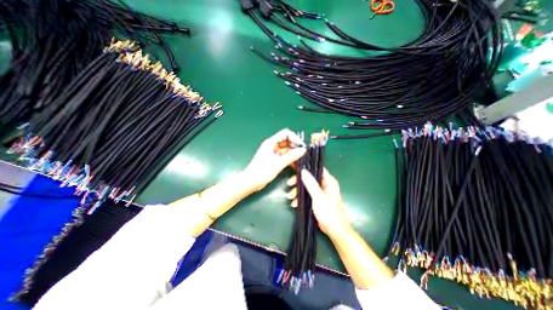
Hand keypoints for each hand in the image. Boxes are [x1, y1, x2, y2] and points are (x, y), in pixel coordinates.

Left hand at [244, 128, 306, 190]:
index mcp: (271, 142)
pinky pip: (284, 156)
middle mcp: (272, 146)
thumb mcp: (278, 164)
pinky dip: (289, 159)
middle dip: (295, 146)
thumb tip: (302, 150)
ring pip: (286, 149)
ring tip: (300, 159)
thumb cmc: (262, 171)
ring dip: (293, 153)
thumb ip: (291, 156)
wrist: (251, 182)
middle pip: (286, 141)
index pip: (285, 134)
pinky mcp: (274, 159)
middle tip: (302, 153)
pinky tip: (294, 164)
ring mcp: (273, 152)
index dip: (295, 138)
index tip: (301, 146)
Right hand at [287, 168, 351, 236]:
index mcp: (329, 181)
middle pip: (309, 178)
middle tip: (289, 184)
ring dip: (297, 191)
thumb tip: (303, 171)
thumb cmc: (329, 212)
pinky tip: (294, 203)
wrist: (333, 230)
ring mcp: (320, 192)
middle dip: (298, 182)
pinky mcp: (316, 198)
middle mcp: (324, 184)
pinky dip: (300, 198)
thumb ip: (311, 184)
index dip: (306, 168)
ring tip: (290, 197)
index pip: (317, 169)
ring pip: (306, 186)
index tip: (295, 168)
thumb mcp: (318, 197)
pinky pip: (306, 194)